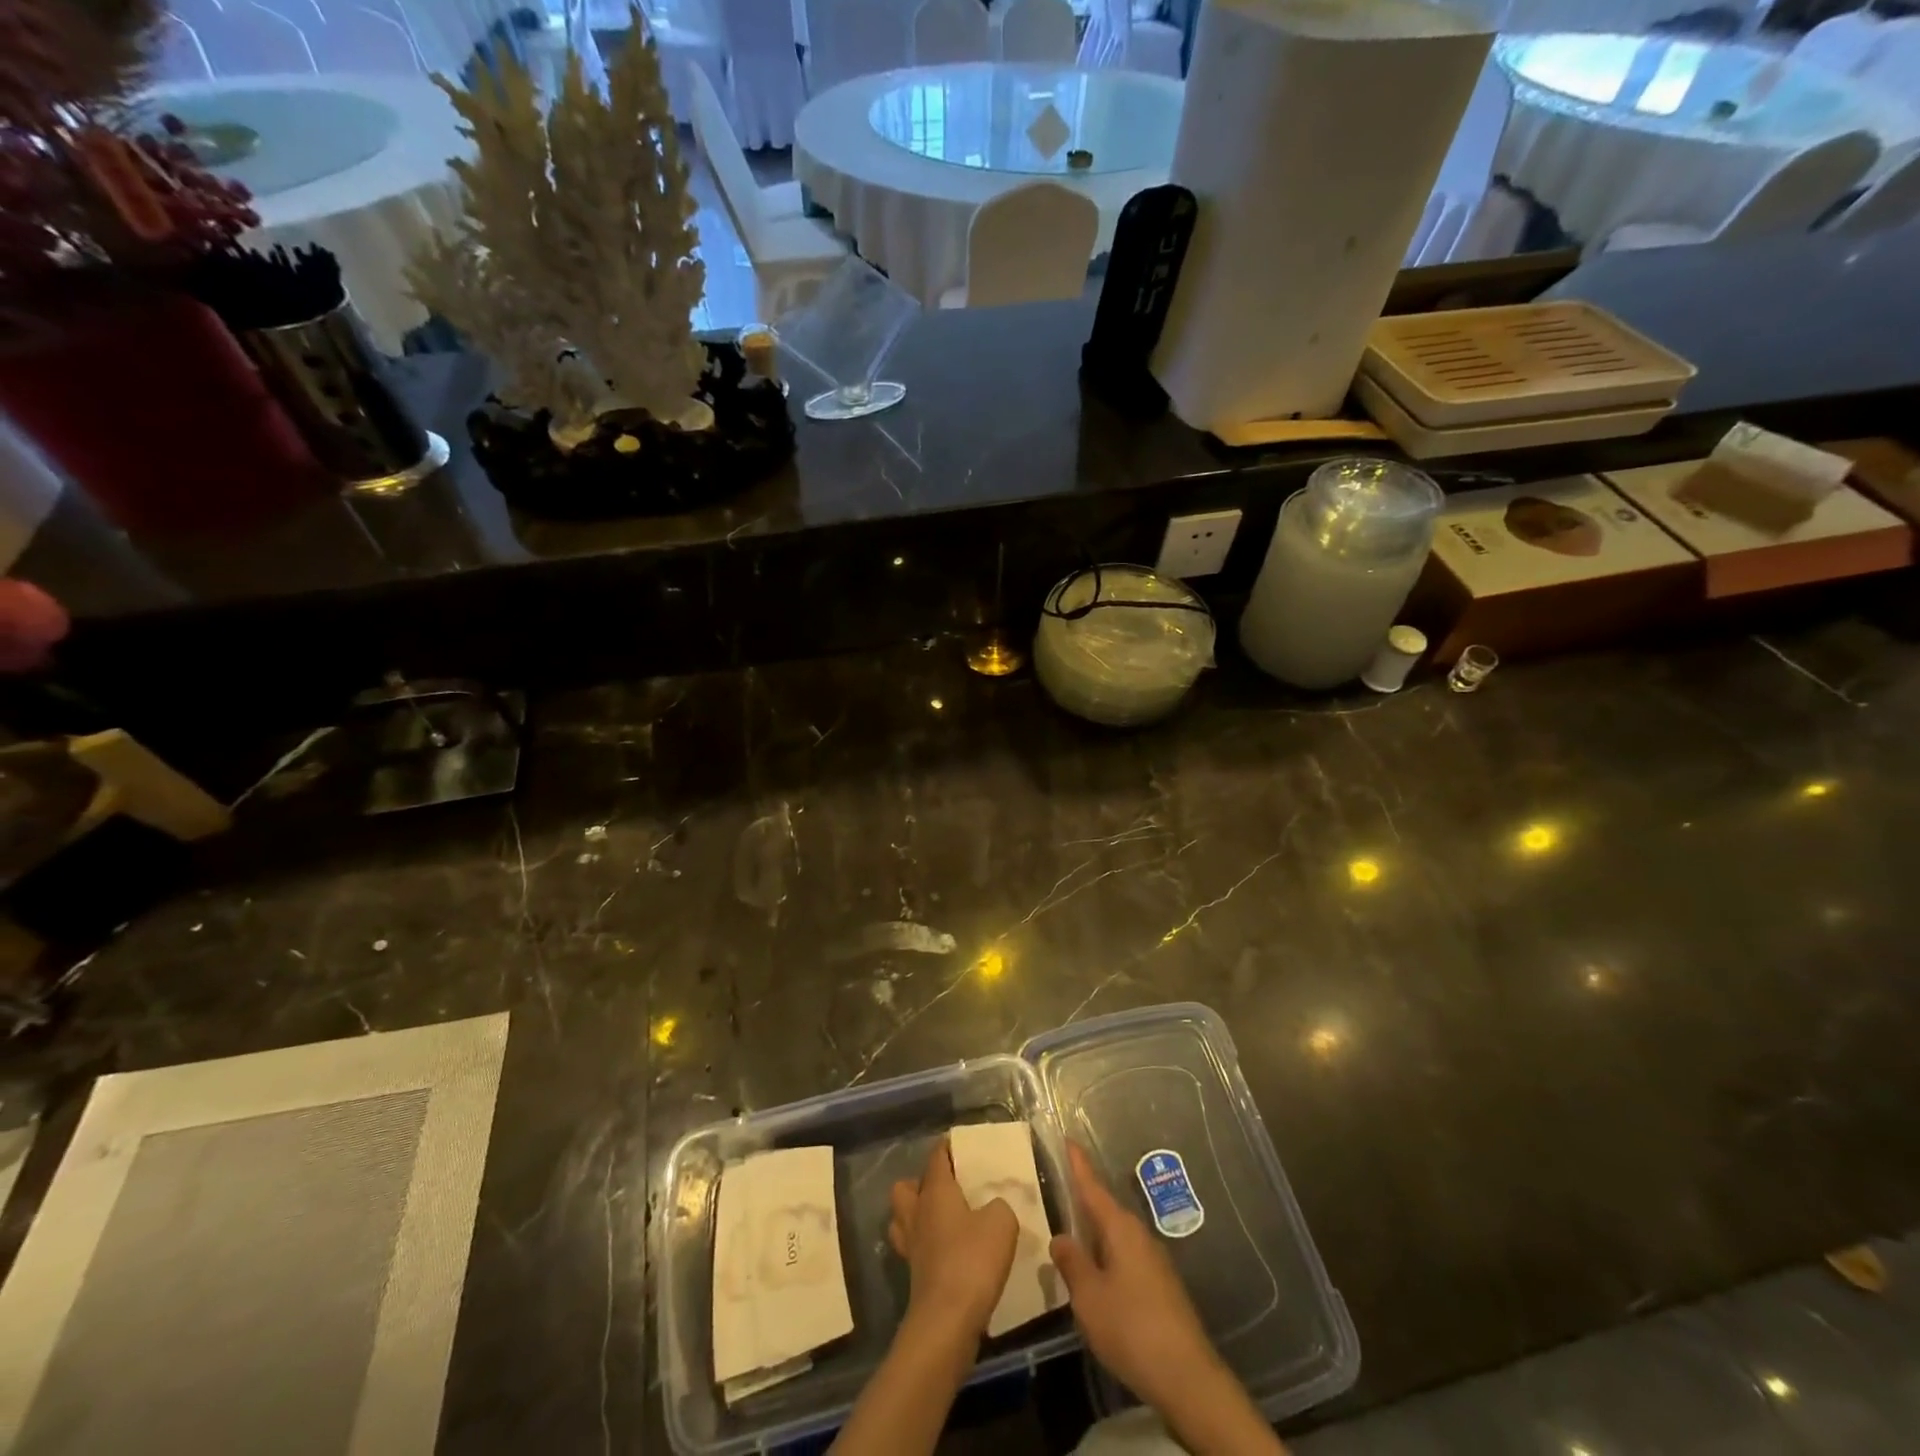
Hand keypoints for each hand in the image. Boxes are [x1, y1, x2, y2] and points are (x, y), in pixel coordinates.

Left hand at [888, 1136, 1019, 1348]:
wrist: (947, 1322)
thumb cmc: (973, 1260)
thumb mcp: (1001, 1222)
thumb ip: (999, 1205)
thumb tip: (991, 1208)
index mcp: (935, 1191)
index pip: (936, 1157)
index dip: (947, 1147)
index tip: (960, 1144)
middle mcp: (917, 1213)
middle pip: (906, 1188)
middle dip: (921, 1183)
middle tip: (948, 1188)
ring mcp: (911, 1246)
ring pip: (903, 1218)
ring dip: (918, 1215)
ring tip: (944, 1219)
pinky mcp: (914, 1276)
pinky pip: (915, 1248)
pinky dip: (926, 1246)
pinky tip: (948, 1252)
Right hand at [1048, 1142, 1224, 1413]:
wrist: (1187, 1377)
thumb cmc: (1131, 1327)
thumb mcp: (1089, 1296)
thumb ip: (1072, 1263)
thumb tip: (1061, 1237)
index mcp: (1120, 1228)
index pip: (1093, 1187)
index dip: (1079, 1164)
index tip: (1068, 1139)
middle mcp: (1139, 1235)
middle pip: (1105, 1211)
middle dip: (1083, 1202)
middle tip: (1059, 1192)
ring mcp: (1154, 1261)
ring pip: (1116, 1237)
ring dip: (1095, 1235)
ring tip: (1071, 1237)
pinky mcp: (1161, 1286)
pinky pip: (1125, 1258)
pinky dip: (1107, 1257)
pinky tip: (1096, 1276)